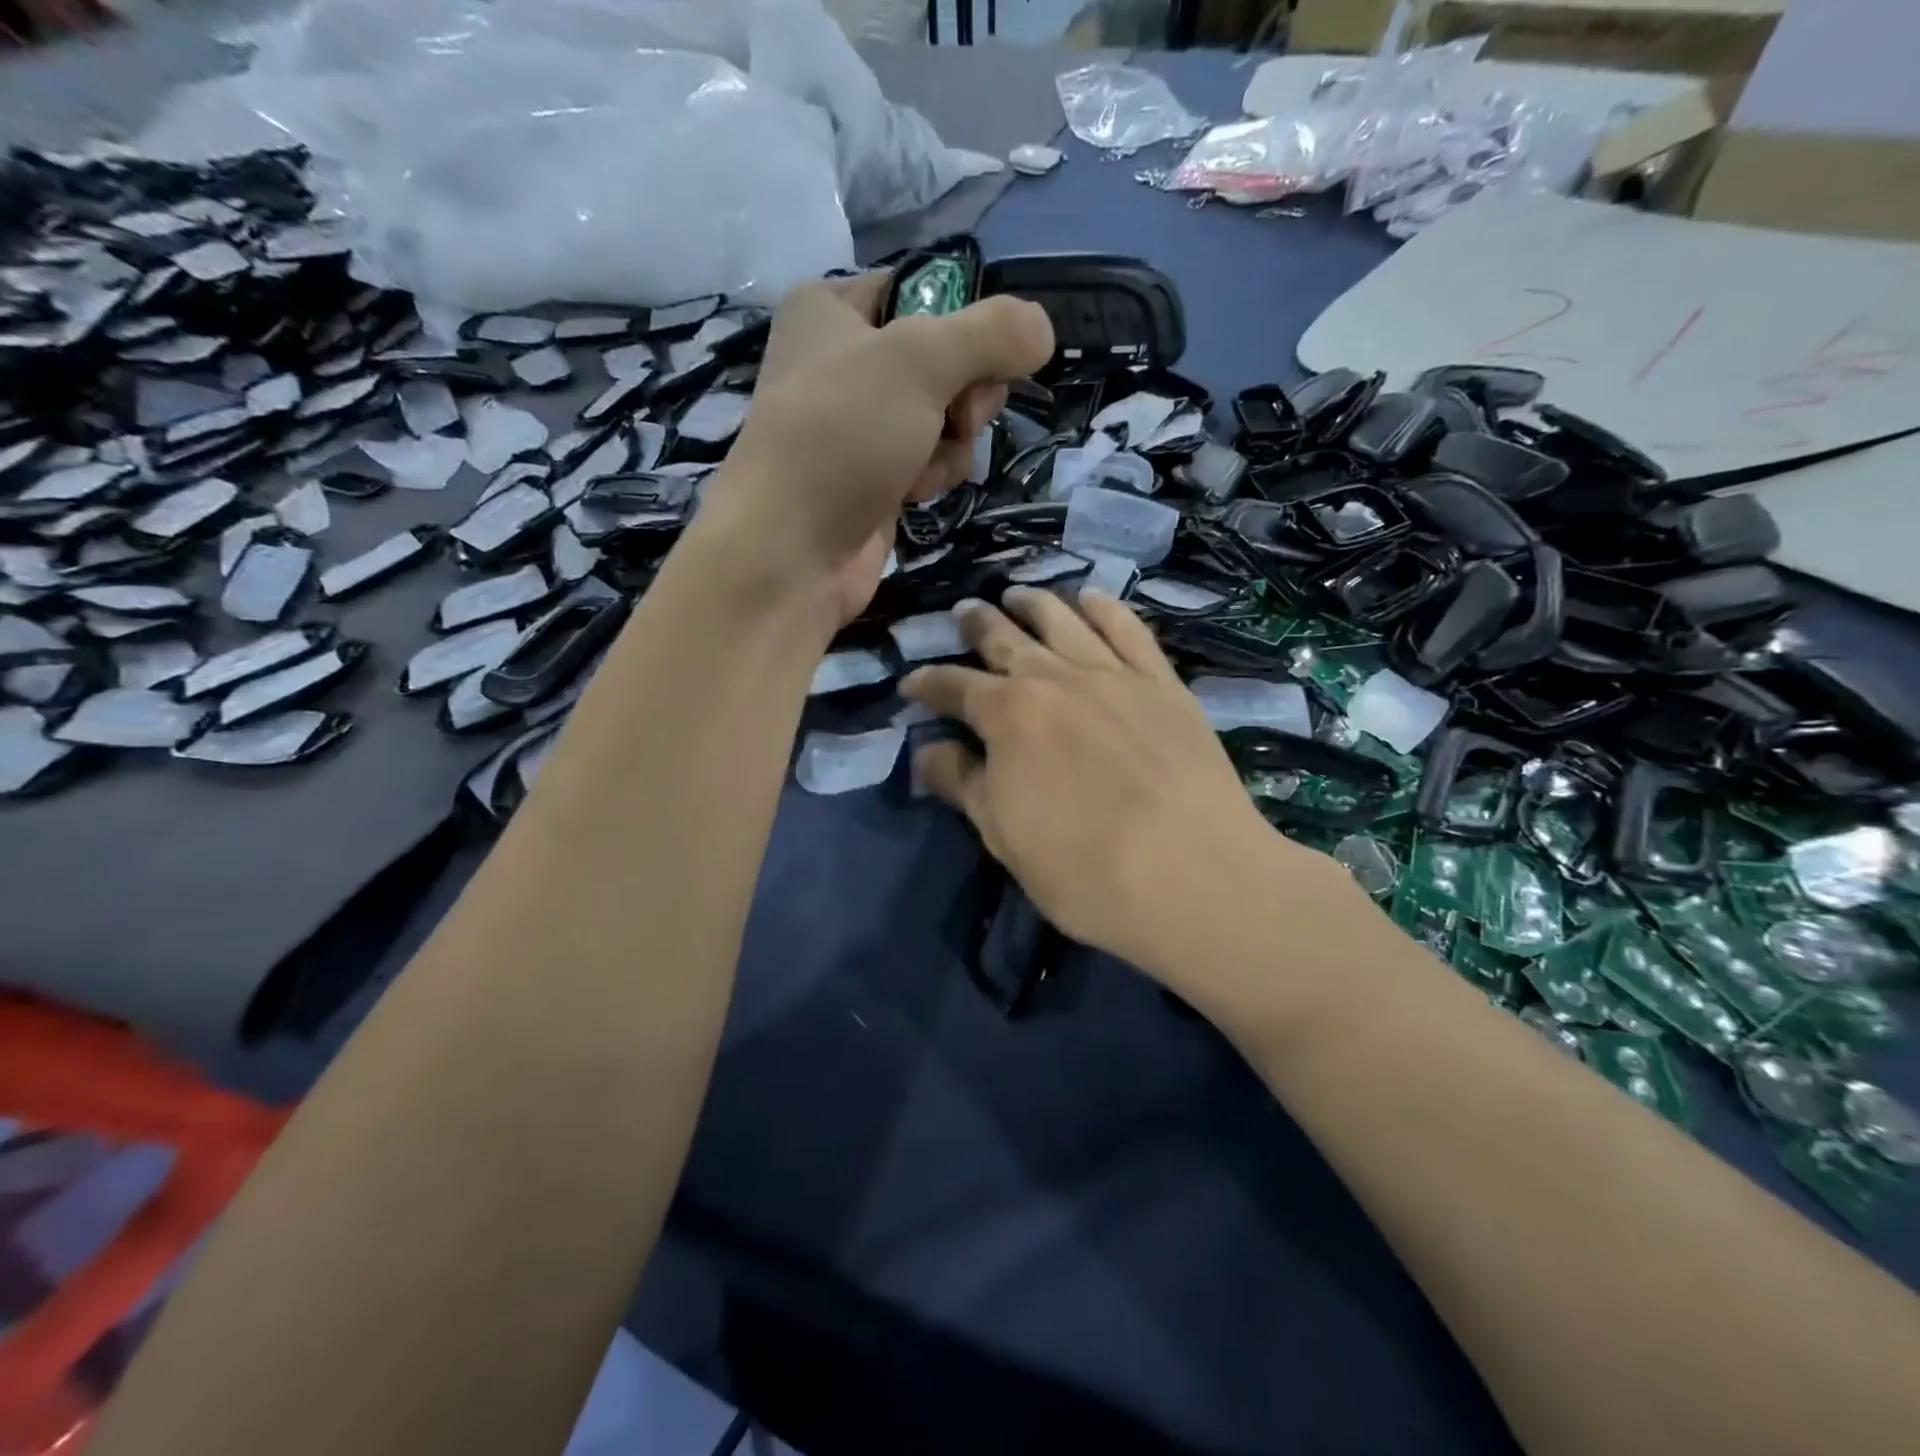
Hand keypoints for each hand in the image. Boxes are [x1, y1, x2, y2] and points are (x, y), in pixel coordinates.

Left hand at [701, 274, 1053, 625]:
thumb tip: (1043, 329)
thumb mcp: (920, 361)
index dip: (964, 324)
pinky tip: (913, 494)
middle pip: (947, 359)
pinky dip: (934, 475)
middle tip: (954, 416)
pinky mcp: (875, 477)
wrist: (790, 551)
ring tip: (920, 465)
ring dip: (951, 442)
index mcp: (832, 308)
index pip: (926, 291)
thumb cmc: (842, 437)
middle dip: (963, 394)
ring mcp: (860, 426)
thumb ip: (991, 334)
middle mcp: (844, 361)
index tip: (982, 356)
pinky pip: (931, 460)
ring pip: (947, 415)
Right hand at [902, 589, 1352, 984]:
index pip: (954, 686)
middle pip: (1005, 638)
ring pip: (1063, 620)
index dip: (927, 682)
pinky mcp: (1163, 681)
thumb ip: (962, 784)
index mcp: (1008, 714)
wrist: (1193, 874)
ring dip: (1034, 603)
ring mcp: (1113, 673)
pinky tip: (1091, 598)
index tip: (911, 683)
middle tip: (963, 613)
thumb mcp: (1003, 834)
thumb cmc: (1083, 868)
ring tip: (1016, 594)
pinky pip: (1128, 628)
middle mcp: (1055, 677)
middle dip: (977, 625)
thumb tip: (926, 751)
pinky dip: (1104, 608)